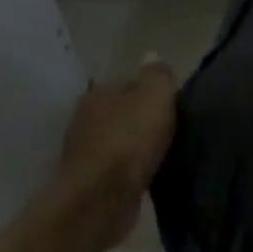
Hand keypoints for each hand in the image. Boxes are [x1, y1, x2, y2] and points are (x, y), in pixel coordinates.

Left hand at [56, 60, 176, 244]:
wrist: (102, 197)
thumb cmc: (130, 139)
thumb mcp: (155, 96)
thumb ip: (156, 75)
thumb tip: (151, 55)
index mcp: (97, 94)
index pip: (127, 84)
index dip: (150, 92)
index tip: (170, 104)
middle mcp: (83, 120)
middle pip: (119, 113)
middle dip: (138, 120)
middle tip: (166, 129)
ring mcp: (82, 153)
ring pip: (115, 142)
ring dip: (132, 147)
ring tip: (158, 153)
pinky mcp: (88, 183)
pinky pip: (114, 169)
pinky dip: (127, 170)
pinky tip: (144, 174)